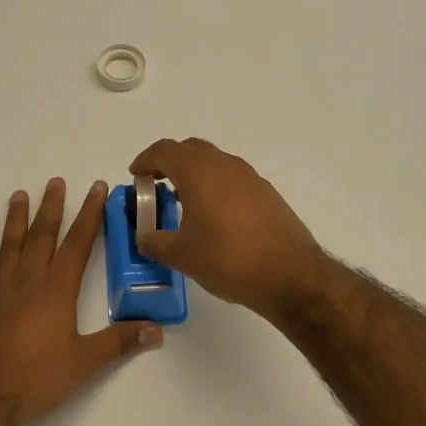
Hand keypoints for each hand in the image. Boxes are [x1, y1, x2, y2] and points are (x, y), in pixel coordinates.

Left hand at [0, 178, 161, 425]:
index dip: (89, 215)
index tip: (96, 189)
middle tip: (56, 182)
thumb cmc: (37, 380)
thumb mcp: (85, 362)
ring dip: (15, 220)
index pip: (77, 245)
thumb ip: (120, 342)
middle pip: (42, 238)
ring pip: (9, 248)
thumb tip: (158, 330)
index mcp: (57, 292)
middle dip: (52, 208)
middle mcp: (28, 283)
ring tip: (19, 195)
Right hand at [129, 138, 330, 319]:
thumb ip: (155, 242)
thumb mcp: (180, 255)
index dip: (145, 160)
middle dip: (170, 163)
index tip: (136, 176)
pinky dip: (217, 188)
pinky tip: (214, 218)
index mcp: (199, 172)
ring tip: (184, 203)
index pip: (165, 150)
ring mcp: (251, 178)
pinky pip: (233, 180)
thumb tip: (145, 239)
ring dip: (196, 175)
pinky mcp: (268, 195)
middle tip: (157, 186)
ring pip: (215, 164)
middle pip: (191, 150)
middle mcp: (226, 165)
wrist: (289, 275)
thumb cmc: (227, 258)